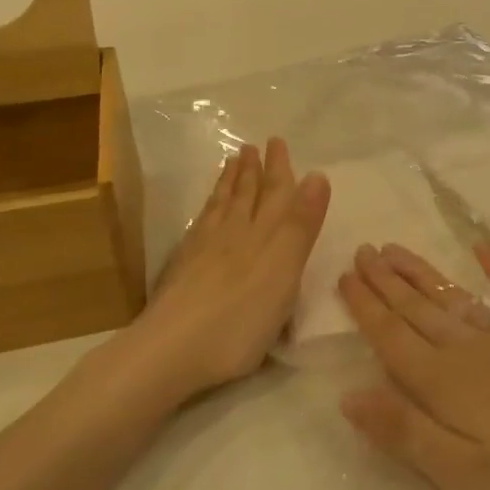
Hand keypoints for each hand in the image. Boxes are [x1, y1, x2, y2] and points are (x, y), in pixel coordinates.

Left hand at [127, 139, 328, 403]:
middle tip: (252, 146)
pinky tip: (206, 210)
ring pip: (221, 207)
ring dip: (229, 184)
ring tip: (231, 164)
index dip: (279, 169)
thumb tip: (317, 175)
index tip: (277, 142)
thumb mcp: (285, 270)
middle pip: (246, 196)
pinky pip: (200, 225)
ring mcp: (204, 250)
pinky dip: (208, 209)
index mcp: (264, 236)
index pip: (275, 194)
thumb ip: (300, 224)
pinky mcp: (184, 269)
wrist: (172, 348)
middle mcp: (233, 234)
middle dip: (253, 171)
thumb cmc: (241, 317)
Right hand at [338, 243, 489, 489]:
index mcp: (444, 383)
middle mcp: (471, 350)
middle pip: (419, 310)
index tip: (344, 276)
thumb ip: (404, 431)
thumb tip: (347, 395)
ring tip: (397, 250)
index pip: (392, 338)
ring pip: (454, 299)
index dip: (366, 308)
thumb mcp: (461, 474)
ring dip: (422, 274)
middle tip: (363, 250)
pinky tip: (483, 250)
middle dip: (387, 281)